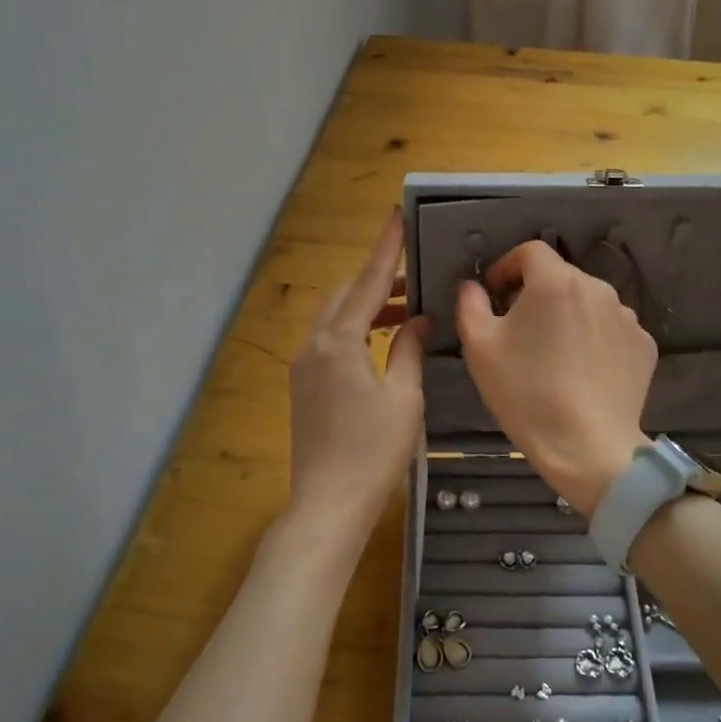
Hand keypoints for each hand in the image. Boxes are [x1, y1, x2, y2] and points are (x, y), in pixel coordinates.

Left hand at [287, 209, 429, 540]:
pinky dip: (354, 330)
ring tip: (403, 310)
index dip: (384, 249)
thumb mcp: (403, 397)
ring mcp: (303, 366)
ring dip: (365, 307)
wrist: (328, 505)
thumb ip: (408, 349)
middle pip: (343, 296)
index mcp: (338, 342)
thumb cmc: (373, 452)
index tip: (395, 216)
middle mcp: (313, 345)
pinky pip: (329, 341)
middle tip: (413, 279)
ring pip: (334, 318)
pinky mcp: (303, 386)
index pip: (366, 282)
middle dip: (375, 281)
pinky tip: (380, 343)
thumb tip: (417, 319)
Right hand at [457, 242, 654, 517]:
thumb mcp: (480, 347)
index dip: (507, 266)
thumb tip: (474, 286)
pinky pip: (612, 331)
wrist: (587, 447)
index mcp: (556, 282)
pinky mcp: (645, 346)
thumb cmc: (526, 393)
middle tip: (519, 330)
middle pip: (561, 278)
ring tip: (554, 355)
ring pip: (588, 304)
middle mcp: (598, 288)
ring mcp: (627, 318)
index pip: (530, 252)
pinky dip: (595, 341)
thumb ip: (471, 304)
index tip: (495, 293)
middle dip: (536, 295)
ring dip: (568, 317)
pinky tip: (583, 372)